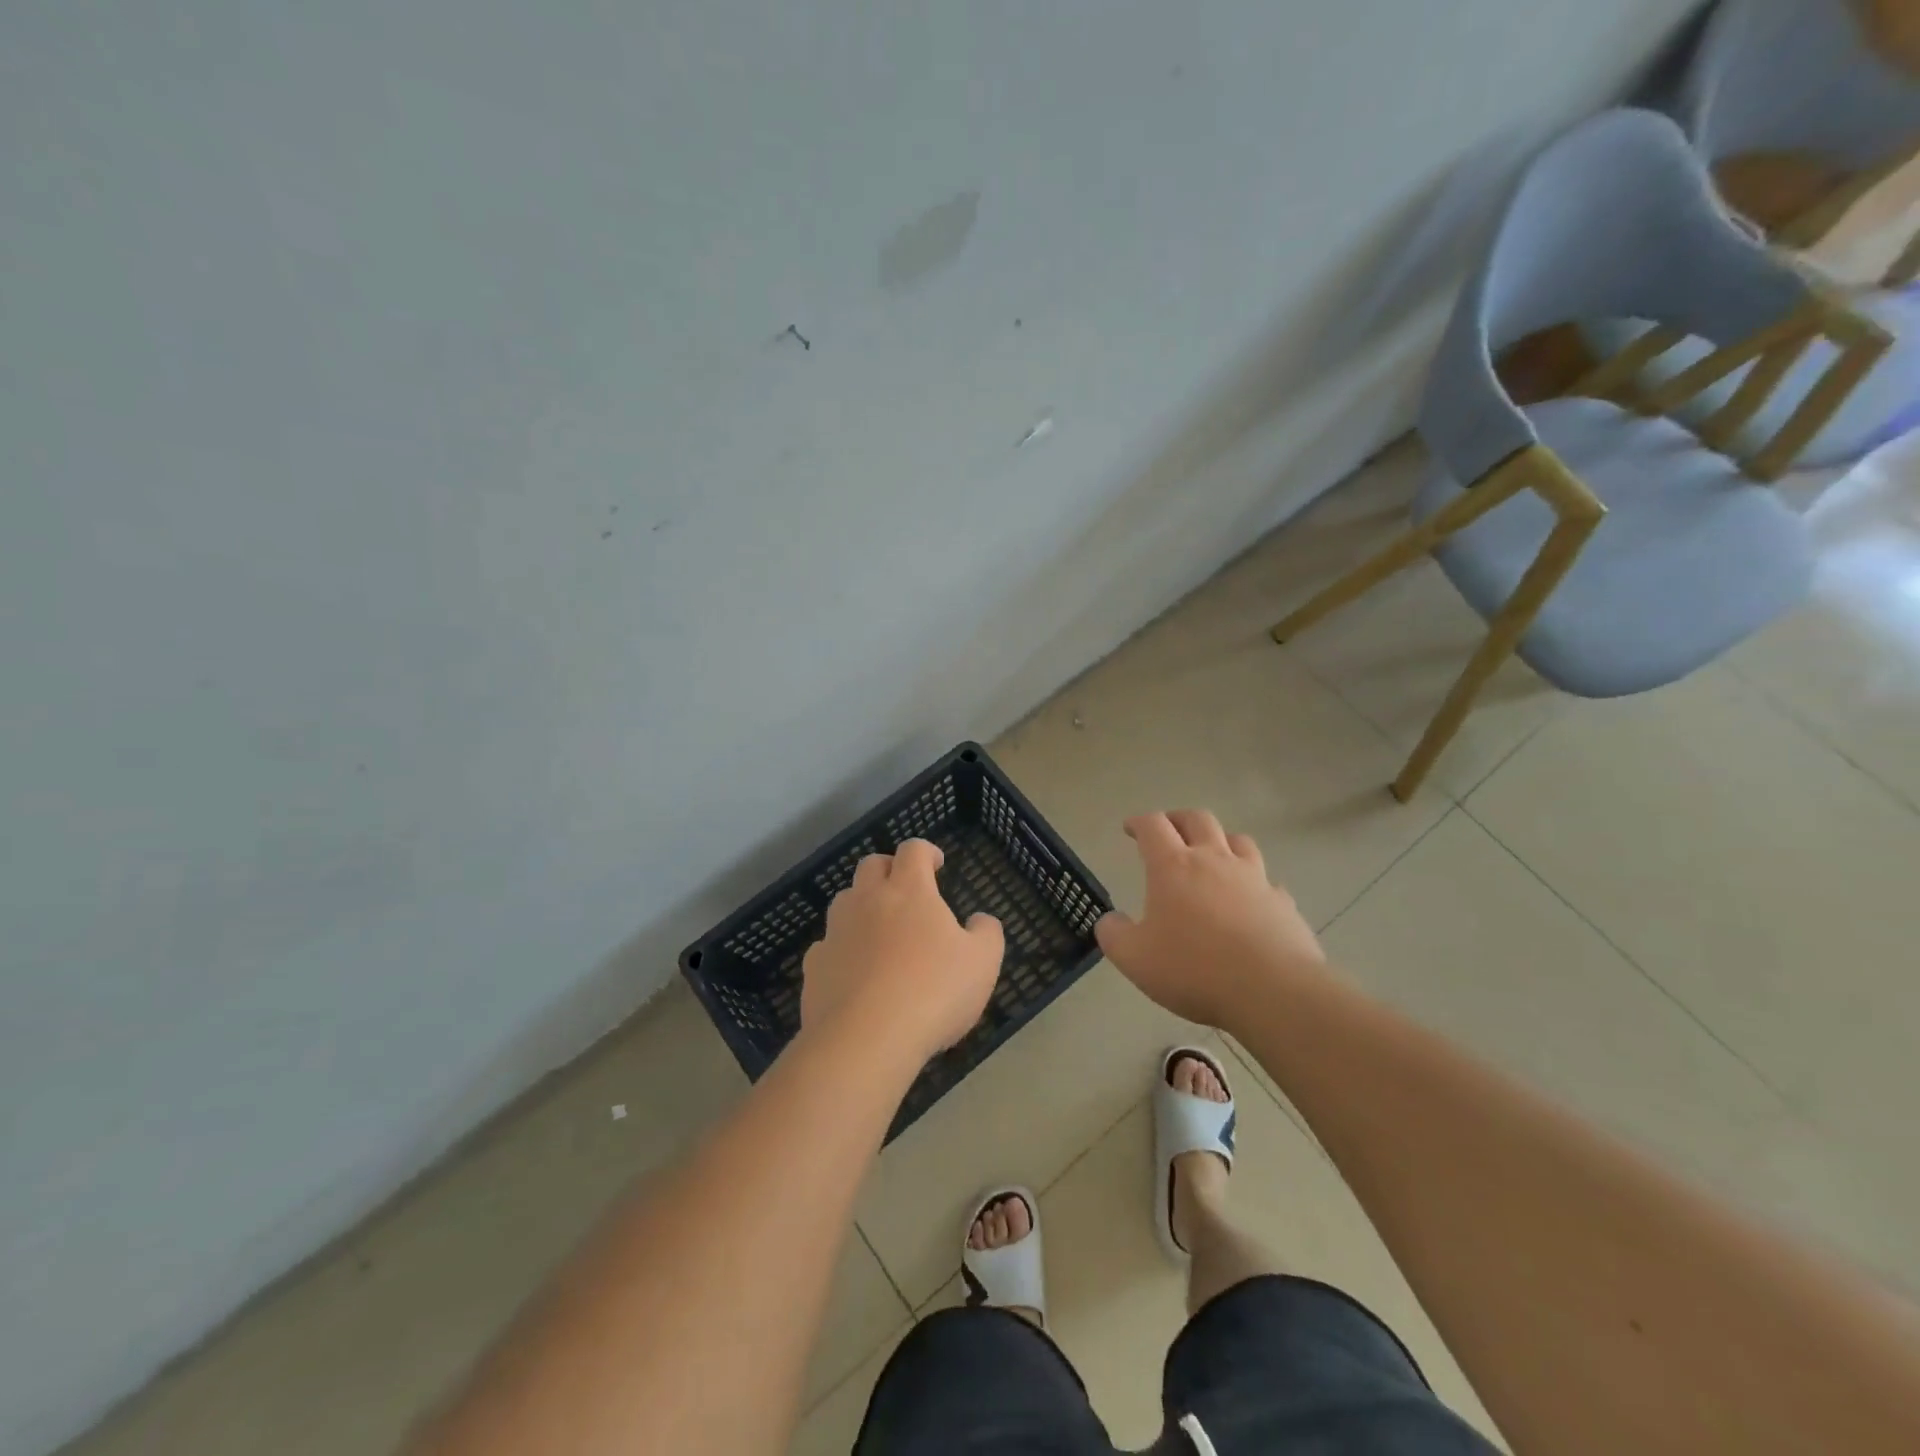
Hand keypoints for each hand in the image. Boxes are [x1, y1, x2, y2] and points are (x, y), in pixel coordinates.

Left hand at [801, 839, 1004, 1062]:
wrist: (865, 1040)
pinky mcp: (814, 966)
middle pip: (871, 865)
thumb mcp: (982, 963)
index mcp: (909, 891)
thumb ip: (986, 933)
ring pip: (845, 900)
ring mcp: (836, 931)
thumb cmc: (933, 992)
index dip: (926, 851)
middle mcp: (867, 900)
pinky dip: (842, 949)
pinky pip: (828, 945)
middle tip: (906, 890)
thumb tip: (980, 920)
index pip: (913, 850)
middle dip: (889, 869)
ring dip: (862, 905)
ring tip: (880, 931)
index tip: (936, 864)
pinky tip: (855, 973)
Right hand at [1095, 810, 1324, 1030]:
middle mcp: (1214, 860)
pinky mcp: (1282, 902)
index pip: (1153, 826)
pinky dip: (1253, 882)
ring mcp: (1254, 878)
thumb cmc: (1194, 969)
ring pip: (1238, 840)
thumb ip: (1114, 934)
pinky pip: (1266, 880)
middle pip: (1197, 819)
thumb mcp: (1134, 958)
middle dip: (1178, 819)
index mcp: (1173, 866)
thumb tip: (1109, 920)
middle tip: (1169, 831)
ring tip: (1212, 855)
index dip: (1139, 822)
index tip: (1130, 828)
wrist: (1273, 991)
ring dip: (1220, 840)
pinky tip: (1249, 900)